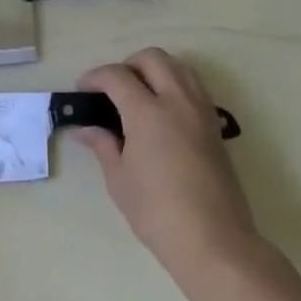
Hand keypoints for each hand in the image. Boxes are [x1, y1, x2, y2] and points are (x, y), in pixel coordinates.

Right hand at [77, 49, 259, 288]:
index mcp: (147, 112)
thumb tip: (86, 129)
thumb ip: (103, 146)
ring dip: (156, 70)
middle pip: (152, 58)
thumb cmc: (158, 213)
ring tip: (140, 95)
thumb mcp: (120, 180)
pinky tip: (164, 113)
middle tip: (113, 89)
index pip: (117, 75)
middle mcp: (177, 102)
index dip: (95, 77)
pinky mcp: (216, 127)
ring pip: (179, 67)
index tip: (83, 90)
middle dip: (128, 64)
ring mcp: (201, 112)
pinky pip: (195, 88)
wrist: (215, 243)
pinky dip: (176, 86)